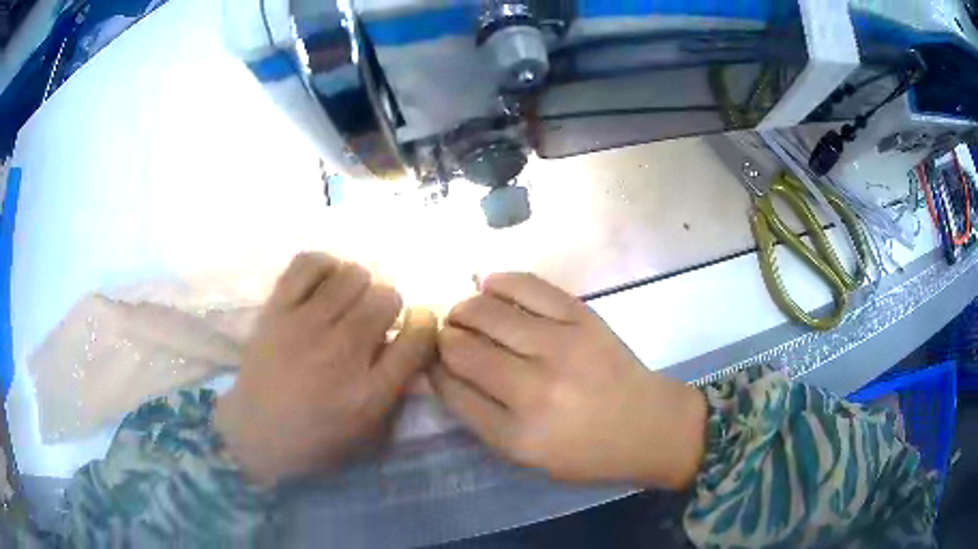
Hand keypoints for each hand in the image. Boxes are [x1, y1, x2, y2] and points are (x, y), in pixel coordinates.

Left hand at [216, 253, 437, 484]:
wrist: (256, 433)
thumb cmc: (316, 439)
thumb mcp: (370, 432)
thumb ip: (398, 390)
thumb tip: (411, 343)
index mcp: (370, 392)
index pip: (418, 337)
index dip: (424, 324)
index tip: (415, 325)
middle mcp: (341, 352)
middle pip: (386, 297)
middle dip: (390, 304)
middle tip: (374, 319)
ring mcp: (305, 326)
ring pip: (353, 275)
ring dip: (360, 285)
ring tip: (348, 301)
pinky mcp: (277, 309)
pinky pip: (309, 263)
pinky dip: (325, 266)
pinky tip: (325, 283)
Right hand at [431, 274, 705, 488]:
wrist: (649, 425)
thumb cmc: (586, 451)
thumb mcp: (527, 456)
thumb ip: (480, 417)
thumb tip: (442, 371)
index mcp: (518, 435)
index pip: (452, 390)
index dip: (434, 370)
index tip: (432, 361)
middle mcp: (535, 390)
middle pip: (462, 347)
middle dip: (444, 338)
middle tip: (448, 336)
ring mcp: (561, 347)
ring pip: (486, 311)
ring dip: (464, 309)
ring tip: (465, 313)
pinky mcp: (582, 317)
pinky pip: (526, 286)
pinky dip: (498, 282)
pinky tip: (489, 286)